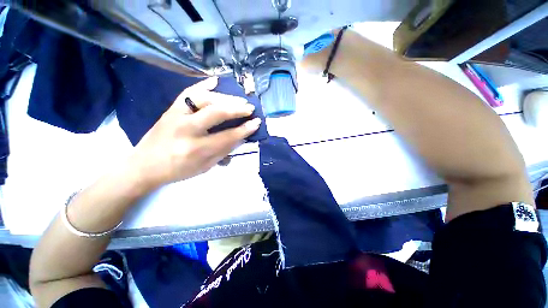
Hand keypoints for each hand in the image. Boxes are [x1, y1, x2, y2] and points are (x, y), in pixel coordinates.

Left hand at [129, 77, 260, 189]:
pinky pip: (188, 92)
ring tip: (238, 100)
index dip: (244, 129)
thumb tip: (240, 137)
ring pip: (203, 99)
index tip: (256, 122)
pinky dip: (203, 84)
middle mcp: (186, 129)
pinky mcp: (171, 109)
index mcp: (196, 149)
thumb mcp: (205, 167)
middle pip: (216, 113)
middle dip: (237, 109)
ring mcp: (176, 115)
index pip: (227, 136)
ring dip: (225, 98)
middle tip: (250, 108)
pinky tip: (216, 81)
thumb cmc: (178, 170)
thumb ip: (224, 151)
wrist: (144, 165)